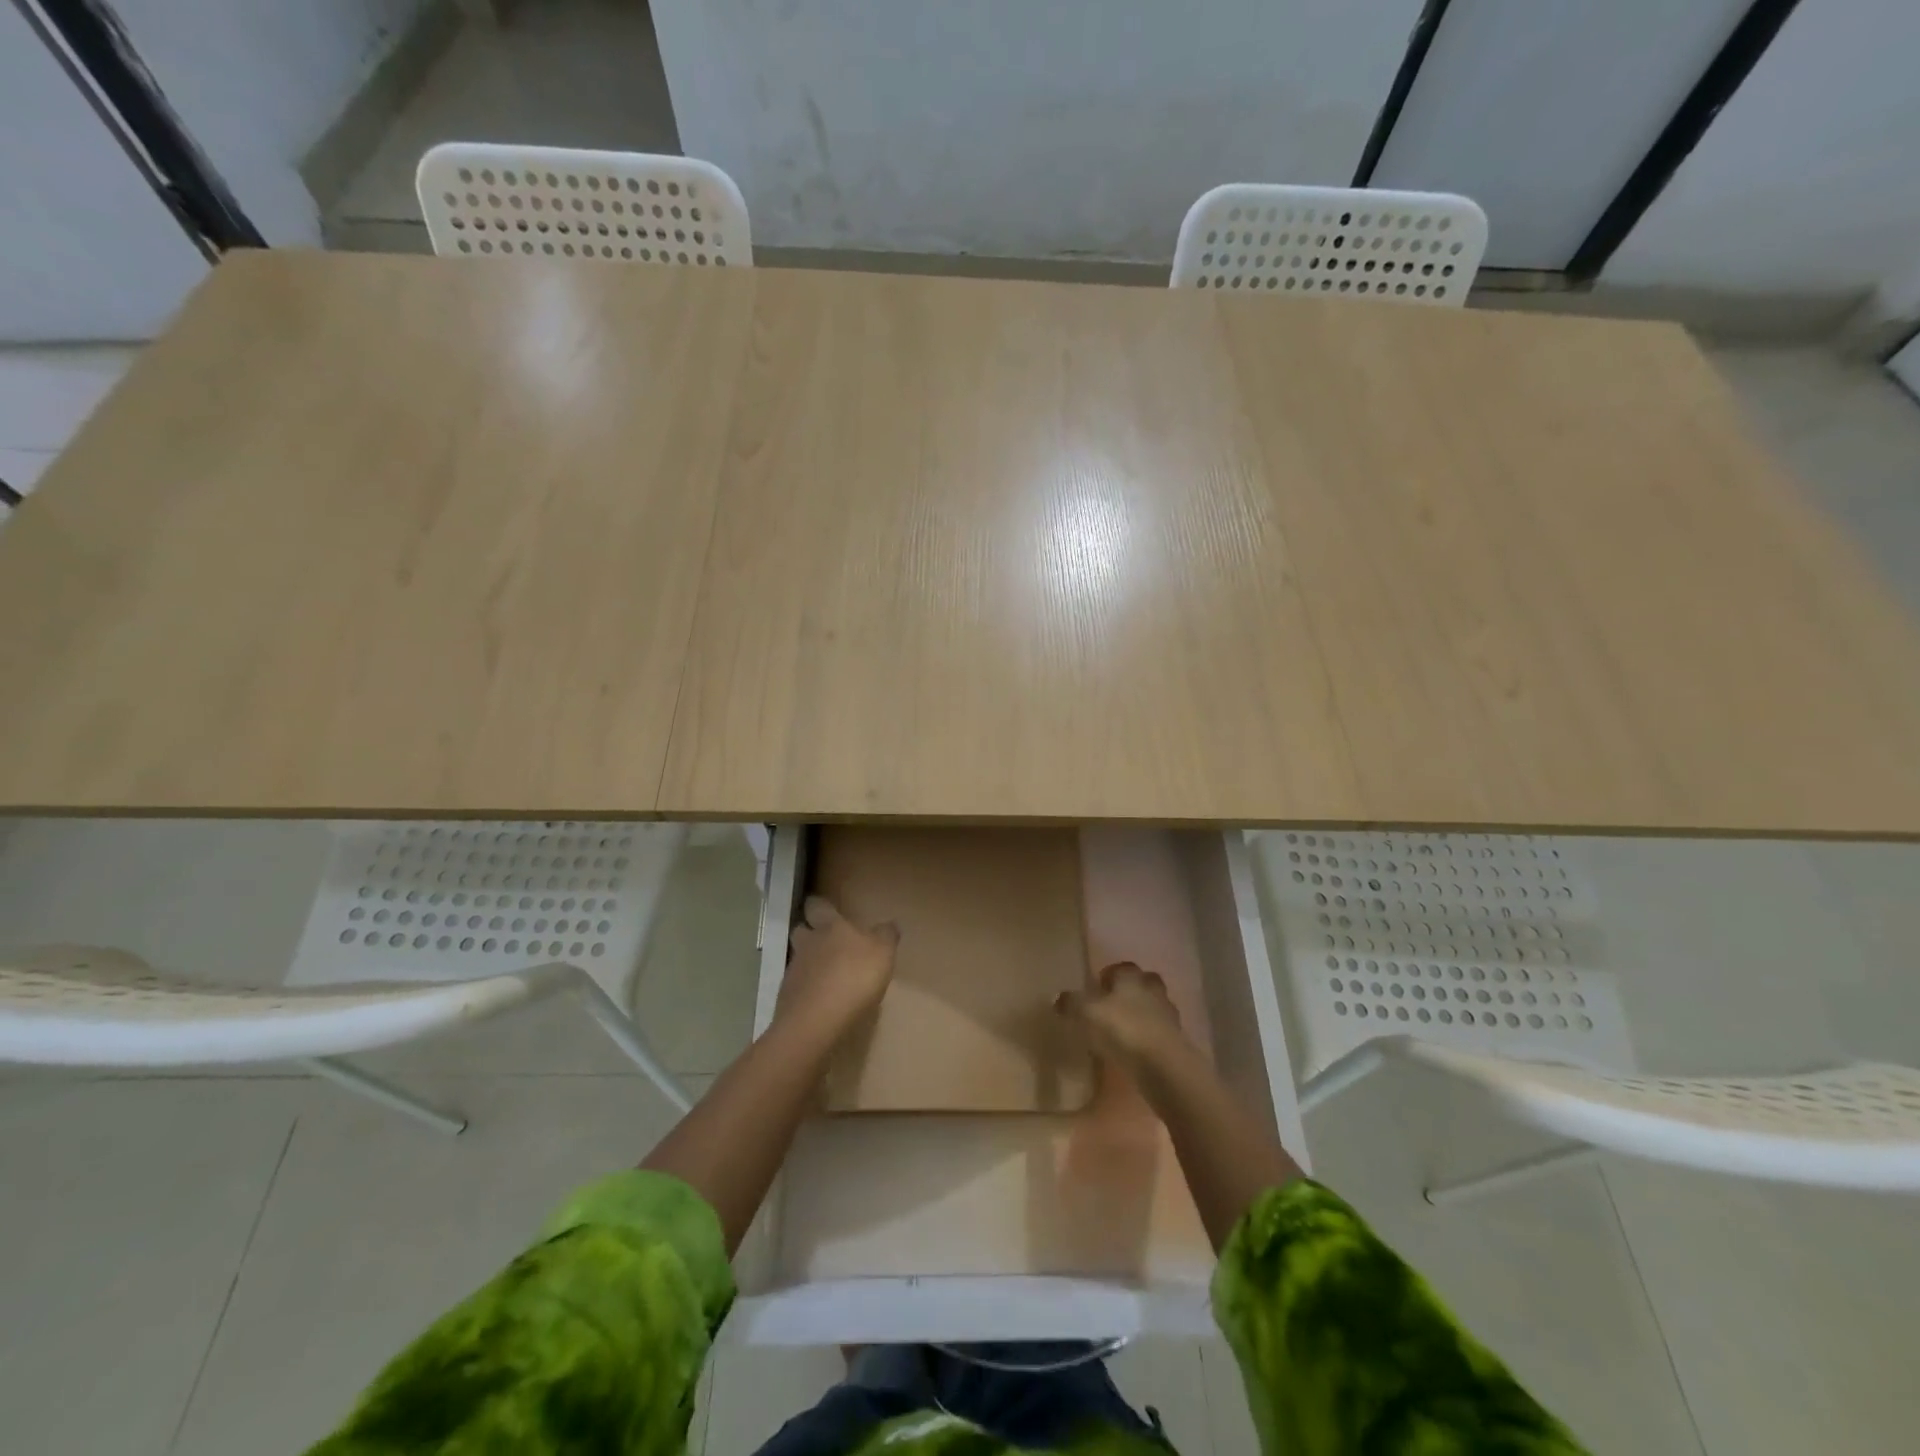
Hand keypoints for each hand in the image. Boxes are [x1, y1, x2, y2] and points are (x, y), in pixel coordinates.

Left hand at [776, 896, 899, 1040]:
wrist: (816, 1022)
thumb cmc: (854, 978)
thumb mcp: (882, 953)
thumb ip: (886, 936)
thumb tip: (889, 924)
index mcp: (831, 927)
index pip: (818, 906)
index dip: (819, 905)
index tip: (823, 907)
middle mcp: (808, 943)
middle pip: (801, 930)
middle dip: (809, 931)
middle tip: (824, 940)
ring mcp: (794, 971)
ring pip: (798, 959)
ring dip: (809, 963)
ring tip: (826, 975)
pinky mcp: (787, 998)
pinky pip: (797, 987)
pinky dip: (807, 990)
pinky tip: (821, 1001)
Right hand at [1056, 961, 1185, 1074]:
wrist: (1164, 1065)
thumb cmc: (1123, 1029)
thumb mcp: (1087, 1013)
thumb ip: (1072, 1003)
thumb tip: (1058, 997)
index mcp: (1131, 978)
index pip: (1122, 967)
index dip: (1110, 974)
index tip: (1097, 986)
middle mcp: (1152, 991)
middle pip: (1144, 983)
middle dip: (1130, 991)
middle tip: (1112, 1006)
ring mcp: (1168, 1017)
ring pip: (1153, 1008)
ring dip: (1141, 1015)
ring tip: (1122, 1031)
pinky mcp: (1176, 1043)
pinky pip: (1159, 1033)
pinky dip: (1148, 1038)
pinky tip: (1134, 1051)